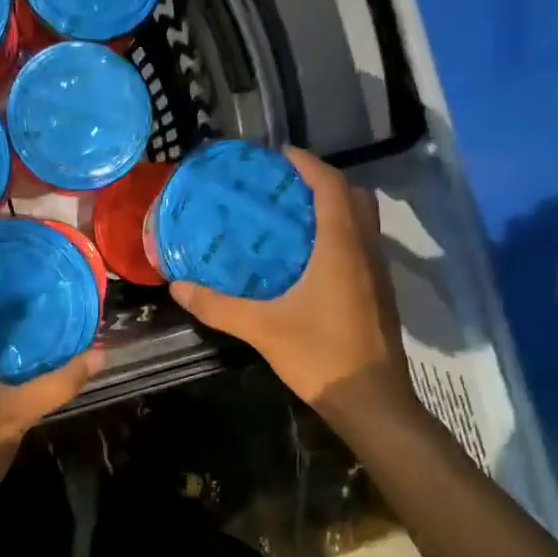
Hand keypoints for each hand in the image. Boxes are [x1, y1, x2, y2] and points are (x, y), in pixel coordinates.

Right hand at [169, 148, 411, 422]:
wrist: (371, 401)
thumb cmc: (320, 356)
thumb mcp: (262, 329)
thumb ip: (218, 306)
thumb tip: (178, 286)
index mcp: (341, 246)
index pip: (331, 186)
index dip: (309, 164)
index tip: (280, 155)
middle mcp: (365, 250)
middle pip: (353, 196)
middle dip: (323, 181)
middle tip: (285, 186)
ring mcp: (378, 272)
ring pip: (362, 221)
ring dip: (334, 207)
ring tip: (293, 215)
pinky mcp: (379, 293)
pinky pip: (362, 244)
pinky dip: (340, 233)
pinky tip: (309, 257)